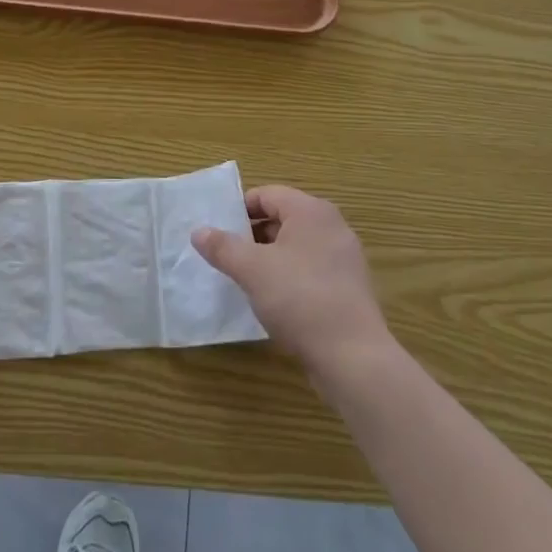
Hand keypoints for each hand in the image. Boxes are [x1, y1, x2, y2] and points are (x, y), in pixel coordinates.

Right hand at [192, 185, 392, 378]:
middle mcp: (332, 226)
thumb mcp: (251, 270)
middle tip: (226, 255)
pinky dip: (289, 276)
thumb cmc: (299, 299)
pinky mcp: (349, 288)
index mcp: (311, 211)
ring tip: (245, 279)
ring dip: (268, 257)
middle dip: (251, 235)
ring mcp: (344, 258)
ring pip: (296, 246)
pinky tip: (273, 300)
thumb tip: (199, 231)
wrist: (353, 357)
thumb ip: (222, 247)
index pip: (267, 194)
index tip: (217, 231)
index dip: (239, 209)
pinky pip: (310, 269)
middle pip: (282, 218)